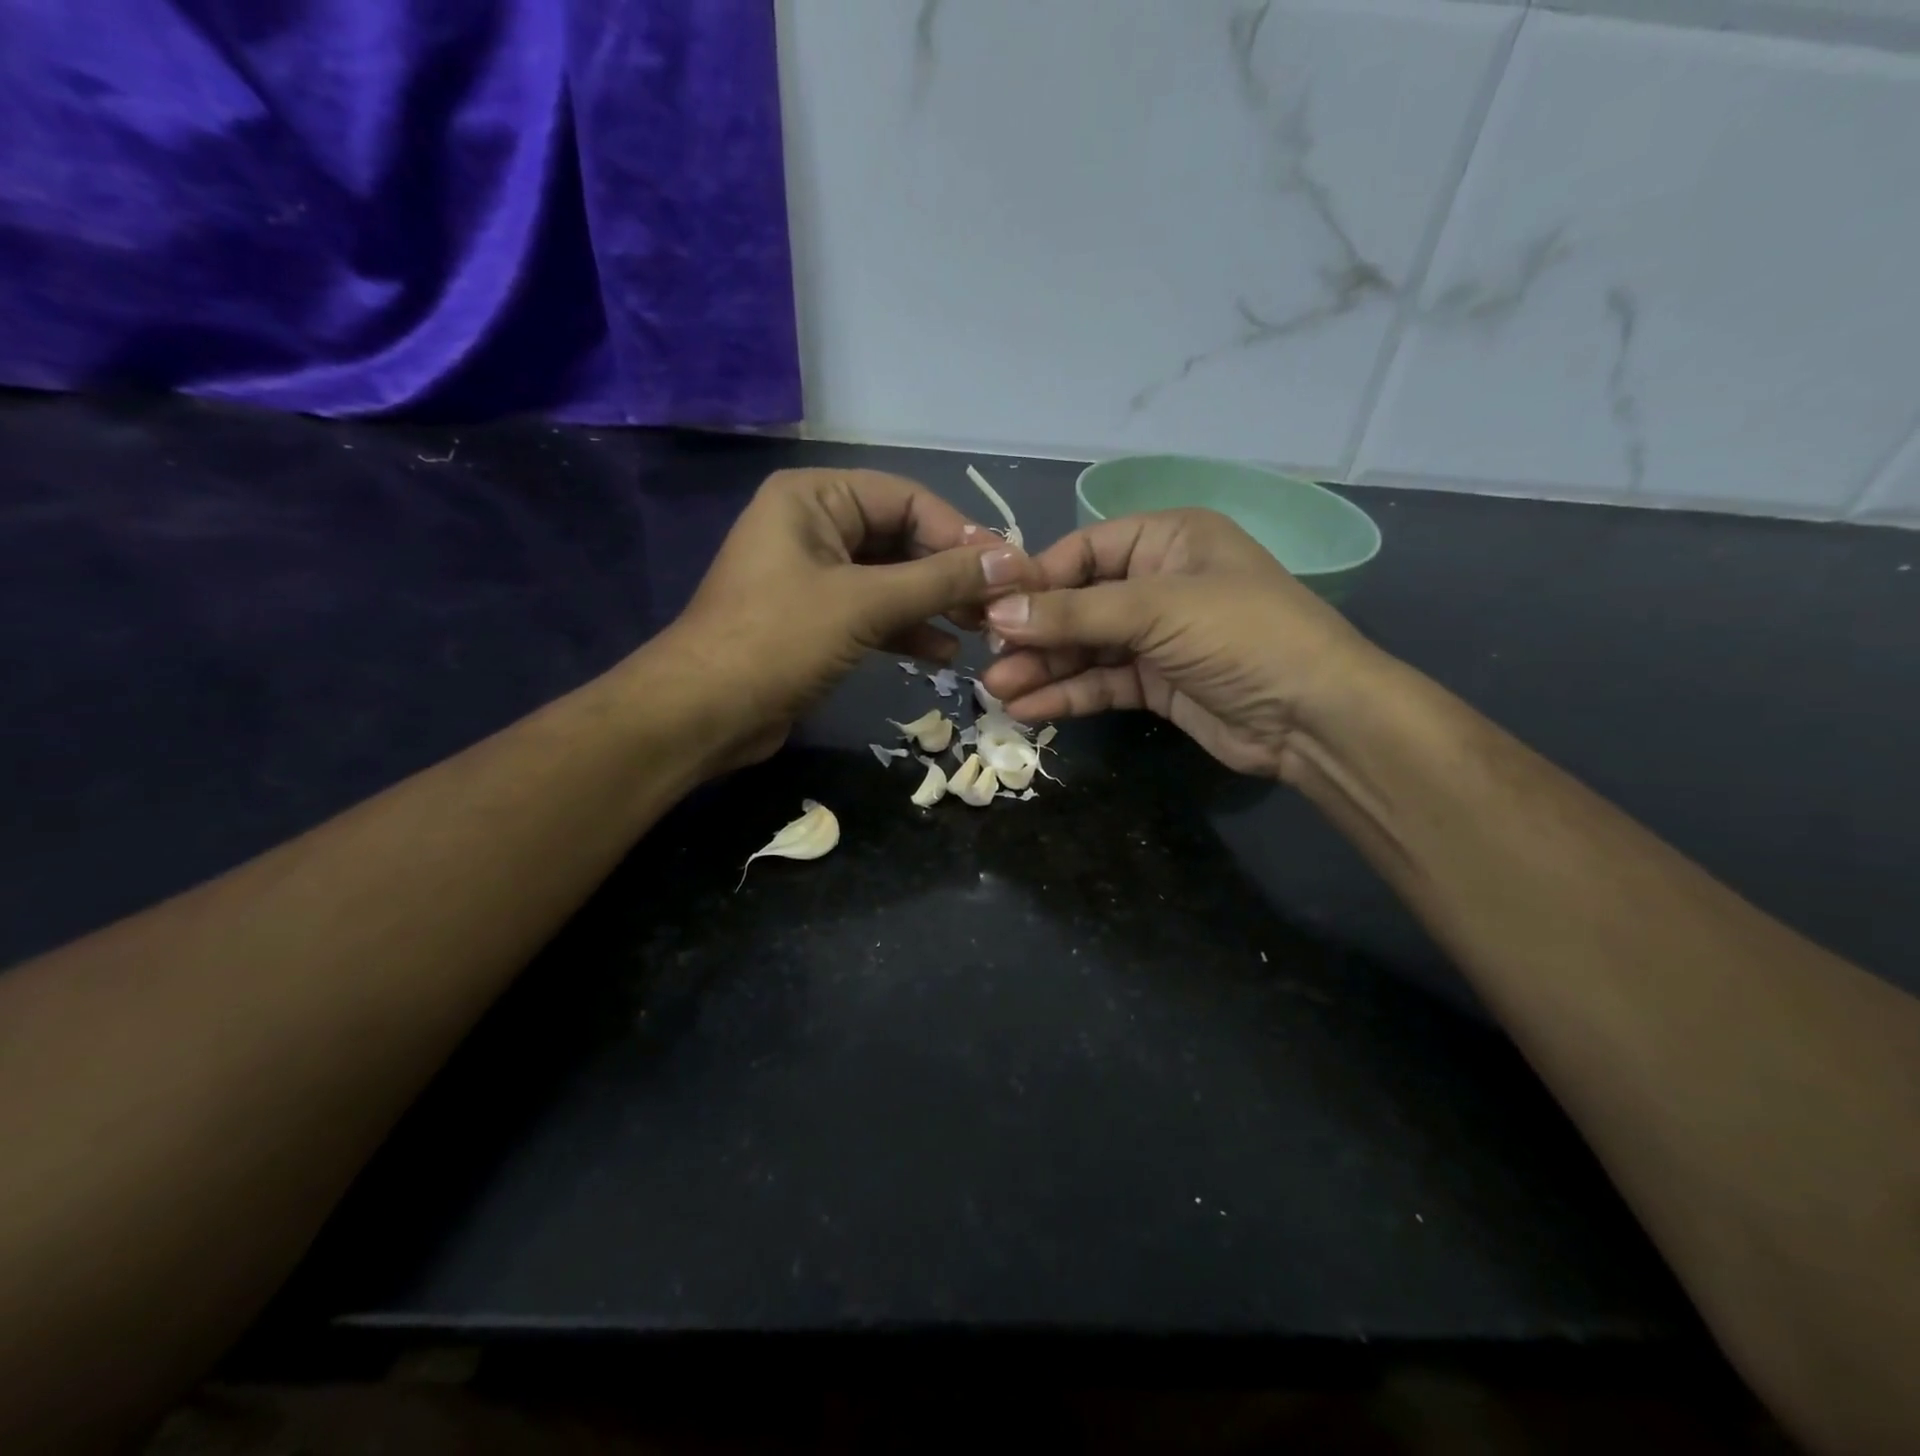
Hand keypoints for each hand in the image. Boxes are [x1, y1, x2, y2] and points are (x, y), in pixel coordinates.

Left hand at [659, 468, 1028, 768]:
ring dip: (936, 605)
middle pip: (903, 539)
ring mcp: (814, 575)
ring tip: (983, 632)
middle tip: (1001, 607)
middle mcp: (814, 526)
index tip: (1010, 571)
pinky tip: (946, 655)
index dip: (962, 534)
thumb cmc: (779, 642)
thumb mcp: (865, 604)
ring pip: (891, 580)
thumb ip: (941, 580)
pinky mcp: (816, 619)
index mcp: (815, 497)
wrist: (703, 714)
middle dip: (951, 574)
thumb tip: (1014, 562)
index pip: (909, 500)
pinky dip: (908, 630)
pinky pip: (874, 613)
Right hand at [978, 509, 1379, 778]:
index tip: (990, 610)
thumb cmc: (1242, 635)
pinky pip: (1101, 683)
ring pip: (1085, 648)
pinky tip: (1030, 708)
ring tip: (997, 691)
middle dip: (1034, 633)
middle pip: (1078, 603)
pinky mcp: (1156, 685)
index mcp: (1166, 540)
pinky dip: (1068, 695)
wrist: (1315, 717)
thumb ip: (1075, 613)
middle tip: (987, 659)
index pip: (1083, 552)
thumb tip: (998, 614)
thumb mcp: (1158, 610)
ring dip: (1043, 668)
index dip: (1036, 581)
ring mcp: (1157, 637)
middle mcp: (1158, 583)